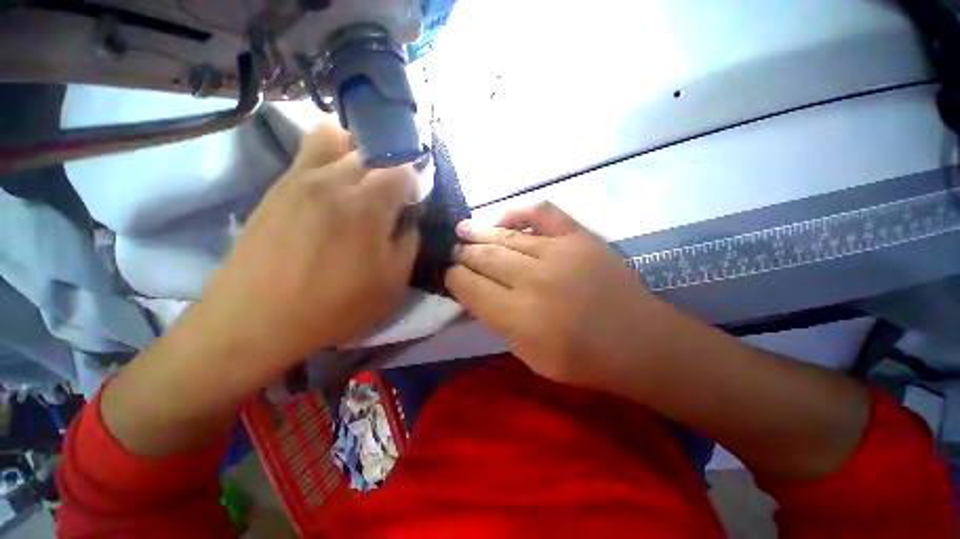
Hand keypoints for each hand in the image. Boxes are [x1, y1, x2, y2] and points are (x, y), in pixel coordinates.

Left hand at [196, 119, 420, 378]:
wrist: (258, 318)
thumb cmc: (336, 305)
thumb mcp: (393, 283)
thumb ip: (410, 243)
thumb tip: (409, 218)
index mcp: (367, 206)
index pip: (403, 170)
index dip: (415, 182)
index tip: (413, 201)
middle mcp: (333, 180)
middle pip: (372, 148)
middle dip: (391, 165)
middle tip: (392, 192)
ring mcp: (300, 178)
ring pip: (335, 136)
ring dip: (357, 150)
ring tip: (361, 178)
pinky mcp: (278, 186)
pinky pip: (308, 152)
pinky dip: (330, 156)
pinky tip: (333, 186)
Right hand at [445, 202, 670, 388]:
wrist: (639, 341)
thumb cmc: (581, 359)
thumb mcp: (527, 354)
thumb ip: (497, 321)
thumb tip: (474, 294)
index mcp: (519, 317)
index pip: (470, 288)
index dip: (454, 279)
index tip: (448, 274)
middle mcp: (534, 280)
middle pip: (484, 258)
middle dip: (462, 254)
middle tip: (453, 251)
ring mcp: (559, 253)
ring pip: (505, 237)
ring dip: (478, 232)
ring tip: (462, 230)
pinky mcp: (579, 236)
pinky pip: (541, 212)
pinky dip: (516, 212)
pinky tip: (499, 218)